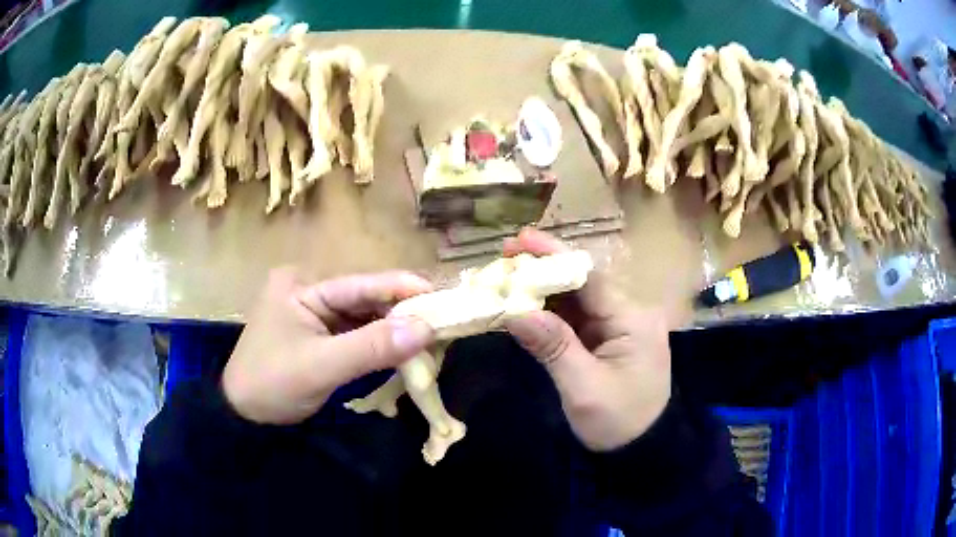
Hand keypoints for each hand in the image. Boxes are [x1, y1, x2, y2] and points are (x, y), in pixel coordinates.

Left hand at [223, 268, 435, 424]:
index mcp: (302, 286)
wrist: (243, 415)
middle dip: (401, 313)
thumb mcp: (321, 366)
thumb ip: (372, 347)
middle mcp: (309, 292)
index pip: (359, 284)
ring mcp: (314, 315)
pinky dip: (379, 344)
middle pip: (364, 299)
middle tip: (442, 323)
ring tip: (430, 336)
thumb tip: (427, 328)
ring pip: (363, 318)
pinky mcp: (319, 337)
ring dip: (393, 330)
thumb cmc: (272, 384)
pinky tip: (403, 350)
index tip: (441, 296)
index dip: (401, 289)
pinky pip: (356, 335)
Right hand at [503, 229, 670, 451]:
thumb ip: (553, 348)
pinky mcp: (606, 340)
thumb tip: (515, 311)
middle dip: (544, 268)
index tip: (519, 239)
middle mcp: (628, 313)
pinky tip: (524, 304)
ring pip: (576, 298)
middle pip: (582, 282)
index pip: (590, 278)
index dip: (553, 256)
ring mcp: (618, 326)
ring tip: (506, 275)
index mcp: (632, 319)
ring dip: (543, 288)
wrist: (641, 450)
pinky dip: (549, 312)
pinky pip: (575, 318)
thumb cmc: (619, 422)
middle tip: (504, 255)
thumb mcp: (584, 389)